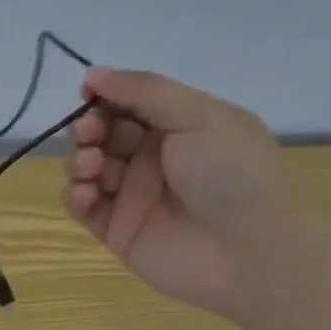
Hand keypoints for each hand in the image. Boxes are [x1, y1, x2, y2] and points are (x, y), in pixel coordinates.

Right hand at [63, 65, 296, 322]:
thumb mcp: (199, 117)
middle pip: (103, 132)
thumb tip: (93, 73)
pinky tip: (85, 192)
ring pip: (87, 166)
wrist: (255, 256)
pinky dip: (75, 194)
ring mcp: (134, 196)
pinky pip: (83, 206)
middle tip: (90, 133)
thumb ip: (144, 91)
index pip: (129, 102)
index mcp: (180, 127)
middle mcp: (154, 158)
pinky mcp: (119, 230)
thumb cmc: (233, 175)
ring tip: (90, 165)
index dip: (105, 95)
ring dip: (79, 158)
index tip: (88, 93)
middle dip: (89, 127)